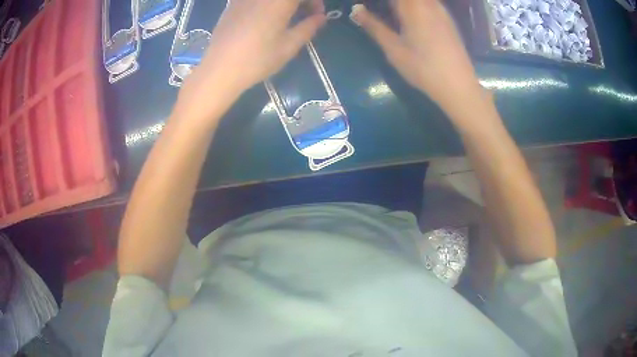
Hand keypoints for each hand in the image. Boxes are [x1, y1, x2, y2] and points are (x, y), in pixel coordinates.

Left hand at [176, 0, 326, 121]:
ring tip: (286, 16)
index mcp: (279, 2)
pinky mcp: (232, 4)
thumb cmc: (257, 59)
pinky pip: (255, 1)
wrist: (220, 70)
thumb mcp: (289, 46)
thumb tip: (320, 17)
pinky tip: (266, 17)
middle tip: (306, 14)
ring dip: (284, 3)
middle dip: (301, 1)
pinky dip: (267, 5)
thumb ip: (308, 28)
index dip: (314, 1)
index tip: (317, 14)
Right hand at [350, 0, 482, 110]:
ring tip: (392, 12)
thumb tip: (356, 9)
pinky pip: (429, 3)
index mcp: (413, 7)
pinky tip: (410, 16)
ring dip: (404, 4)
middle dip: (392, 2)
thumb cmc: (423, 68)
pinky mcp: (448, 19)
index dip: (380, 1)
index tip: (368, 5)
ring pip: (420, 0)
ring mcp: (441, 10)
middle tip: (381, 10)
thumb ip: (374, 26)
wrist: (458, 86)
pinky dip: (416, 5)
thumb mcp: (394, 49)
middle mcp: (429, 4)